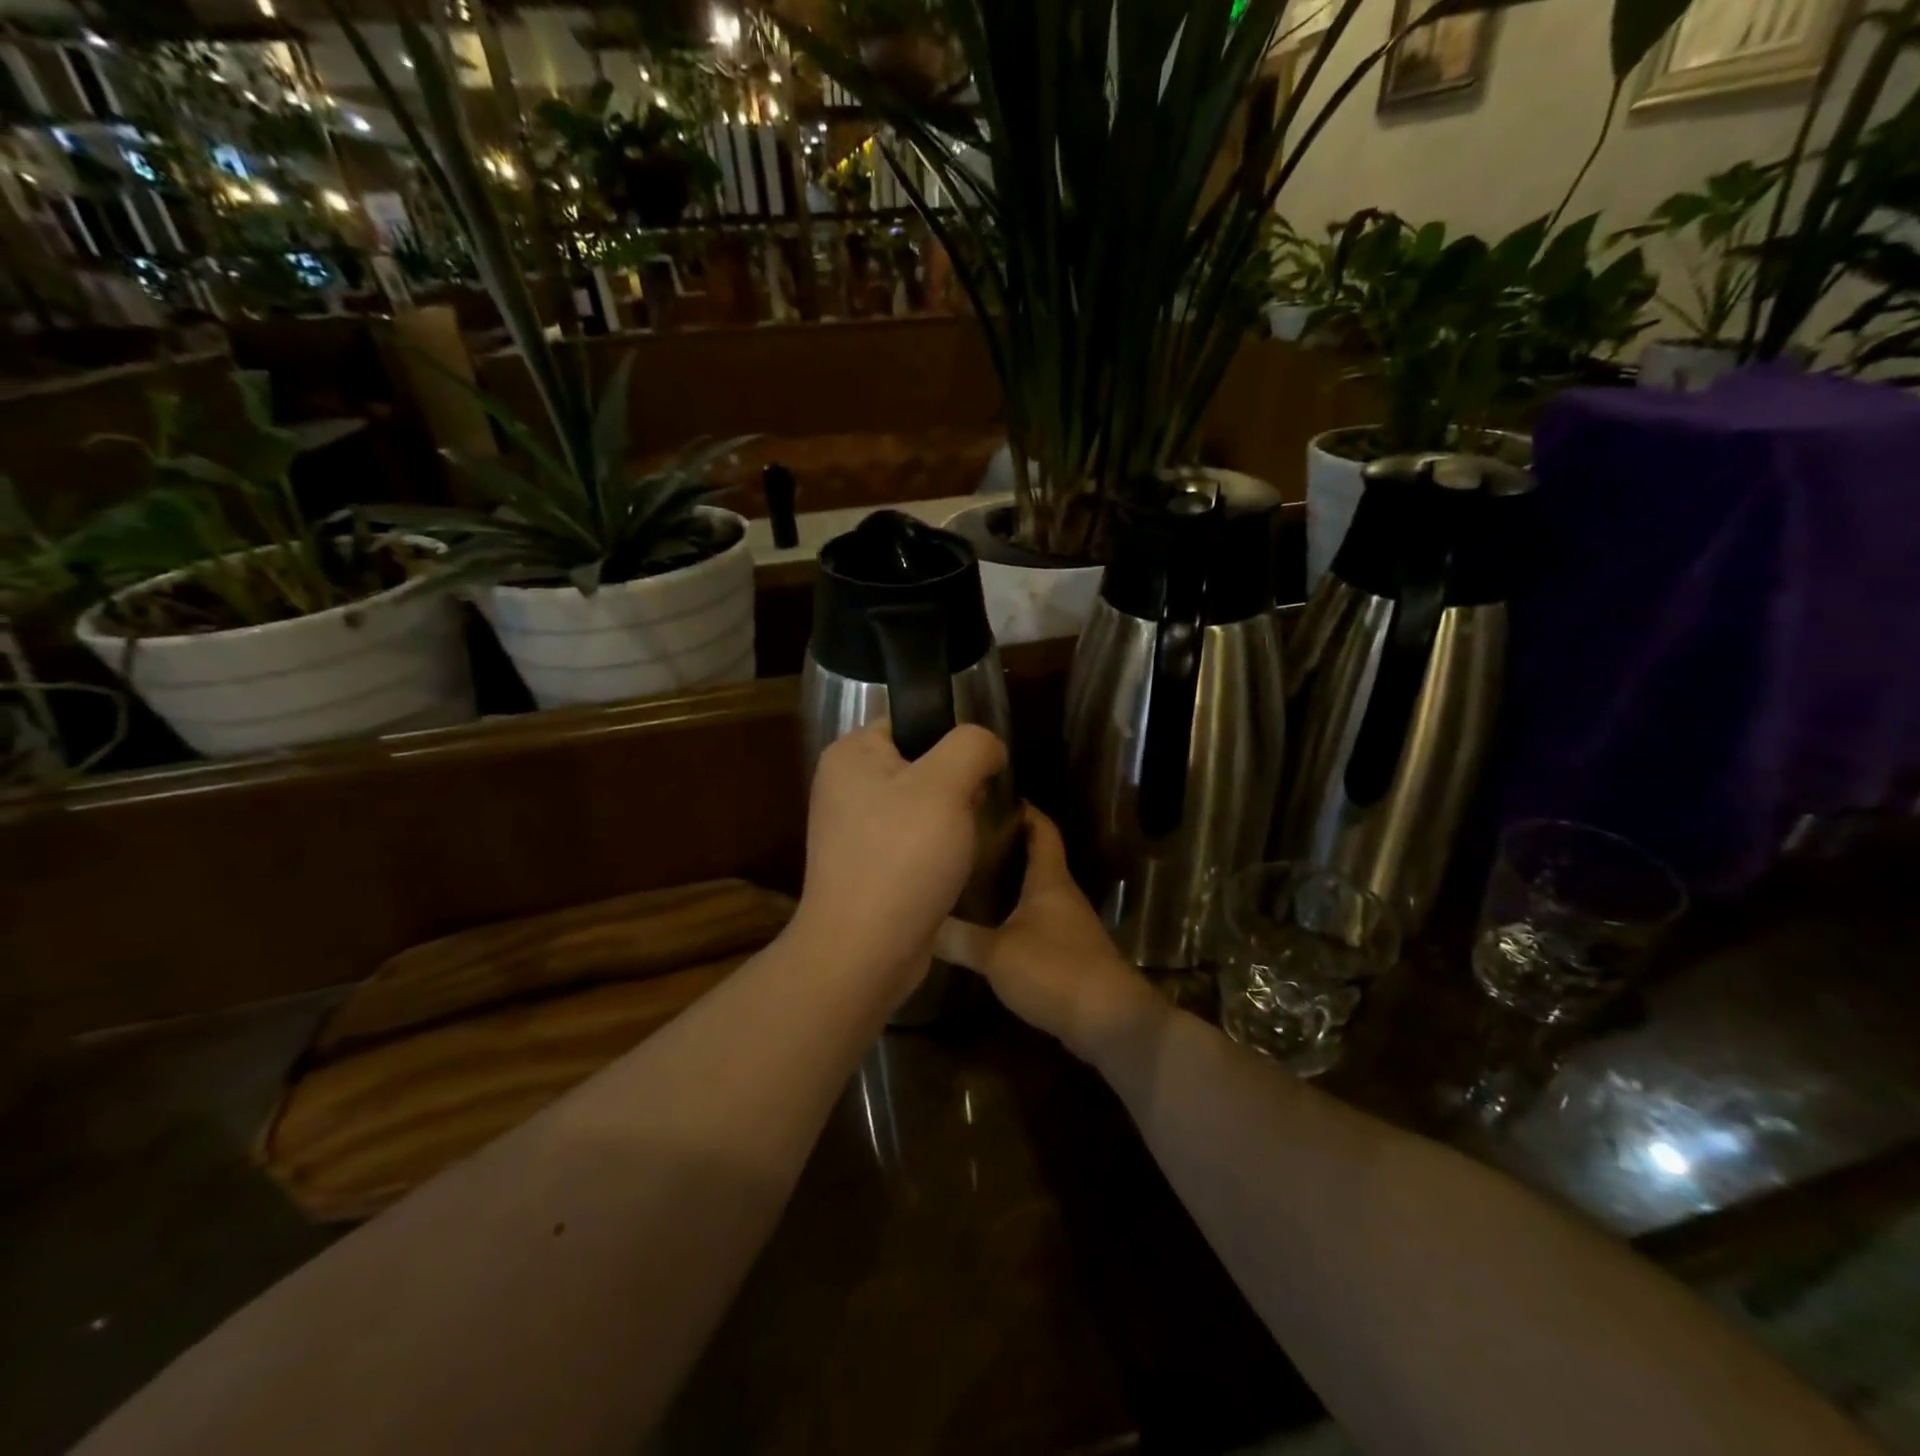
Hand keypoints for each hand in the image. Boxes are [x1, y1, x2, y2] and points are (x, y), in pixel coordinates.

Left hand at [795, 722, 1007, 986]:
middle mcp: (844, 786)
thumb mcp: (946, 784)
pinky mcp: (866, 866)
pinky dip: (934, 851)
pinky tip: (948, 870)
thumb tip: (987, 747)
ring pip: (921, 806)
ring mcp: (852, 830)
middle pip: (919, 764)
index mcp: (850, 754)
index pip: (910, 721)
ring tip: (963, 844)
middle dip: (954, 786)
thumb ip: (972, 745)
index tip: (977, 772)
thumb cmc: (902, 857)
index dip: (950, 740)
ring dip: (950, 821)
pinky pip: (911, 841)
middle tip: (970, 812)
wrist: (865, 951)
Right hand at [940, 807, 1167, 1063]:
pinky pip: (1040, 923)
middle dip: (1009, 848)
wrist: (1109, 1021)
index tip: (999, 796)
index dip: (1026, 811)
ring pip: (1038, 893)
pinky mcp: (1071, 954)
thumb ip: (958, 937)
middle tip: (970, 841)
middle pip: (1039, 859)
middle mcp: (1063, 895)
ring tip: (973, 880)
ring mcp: (1070, 926)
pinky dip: (1018, 917)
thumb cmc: (1053, 970)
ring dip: (1013, 885)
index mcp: (1050, 880)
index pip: (1042, 830)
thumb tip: (921, 923)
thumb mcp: (995, 953)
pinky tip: (993, 928)